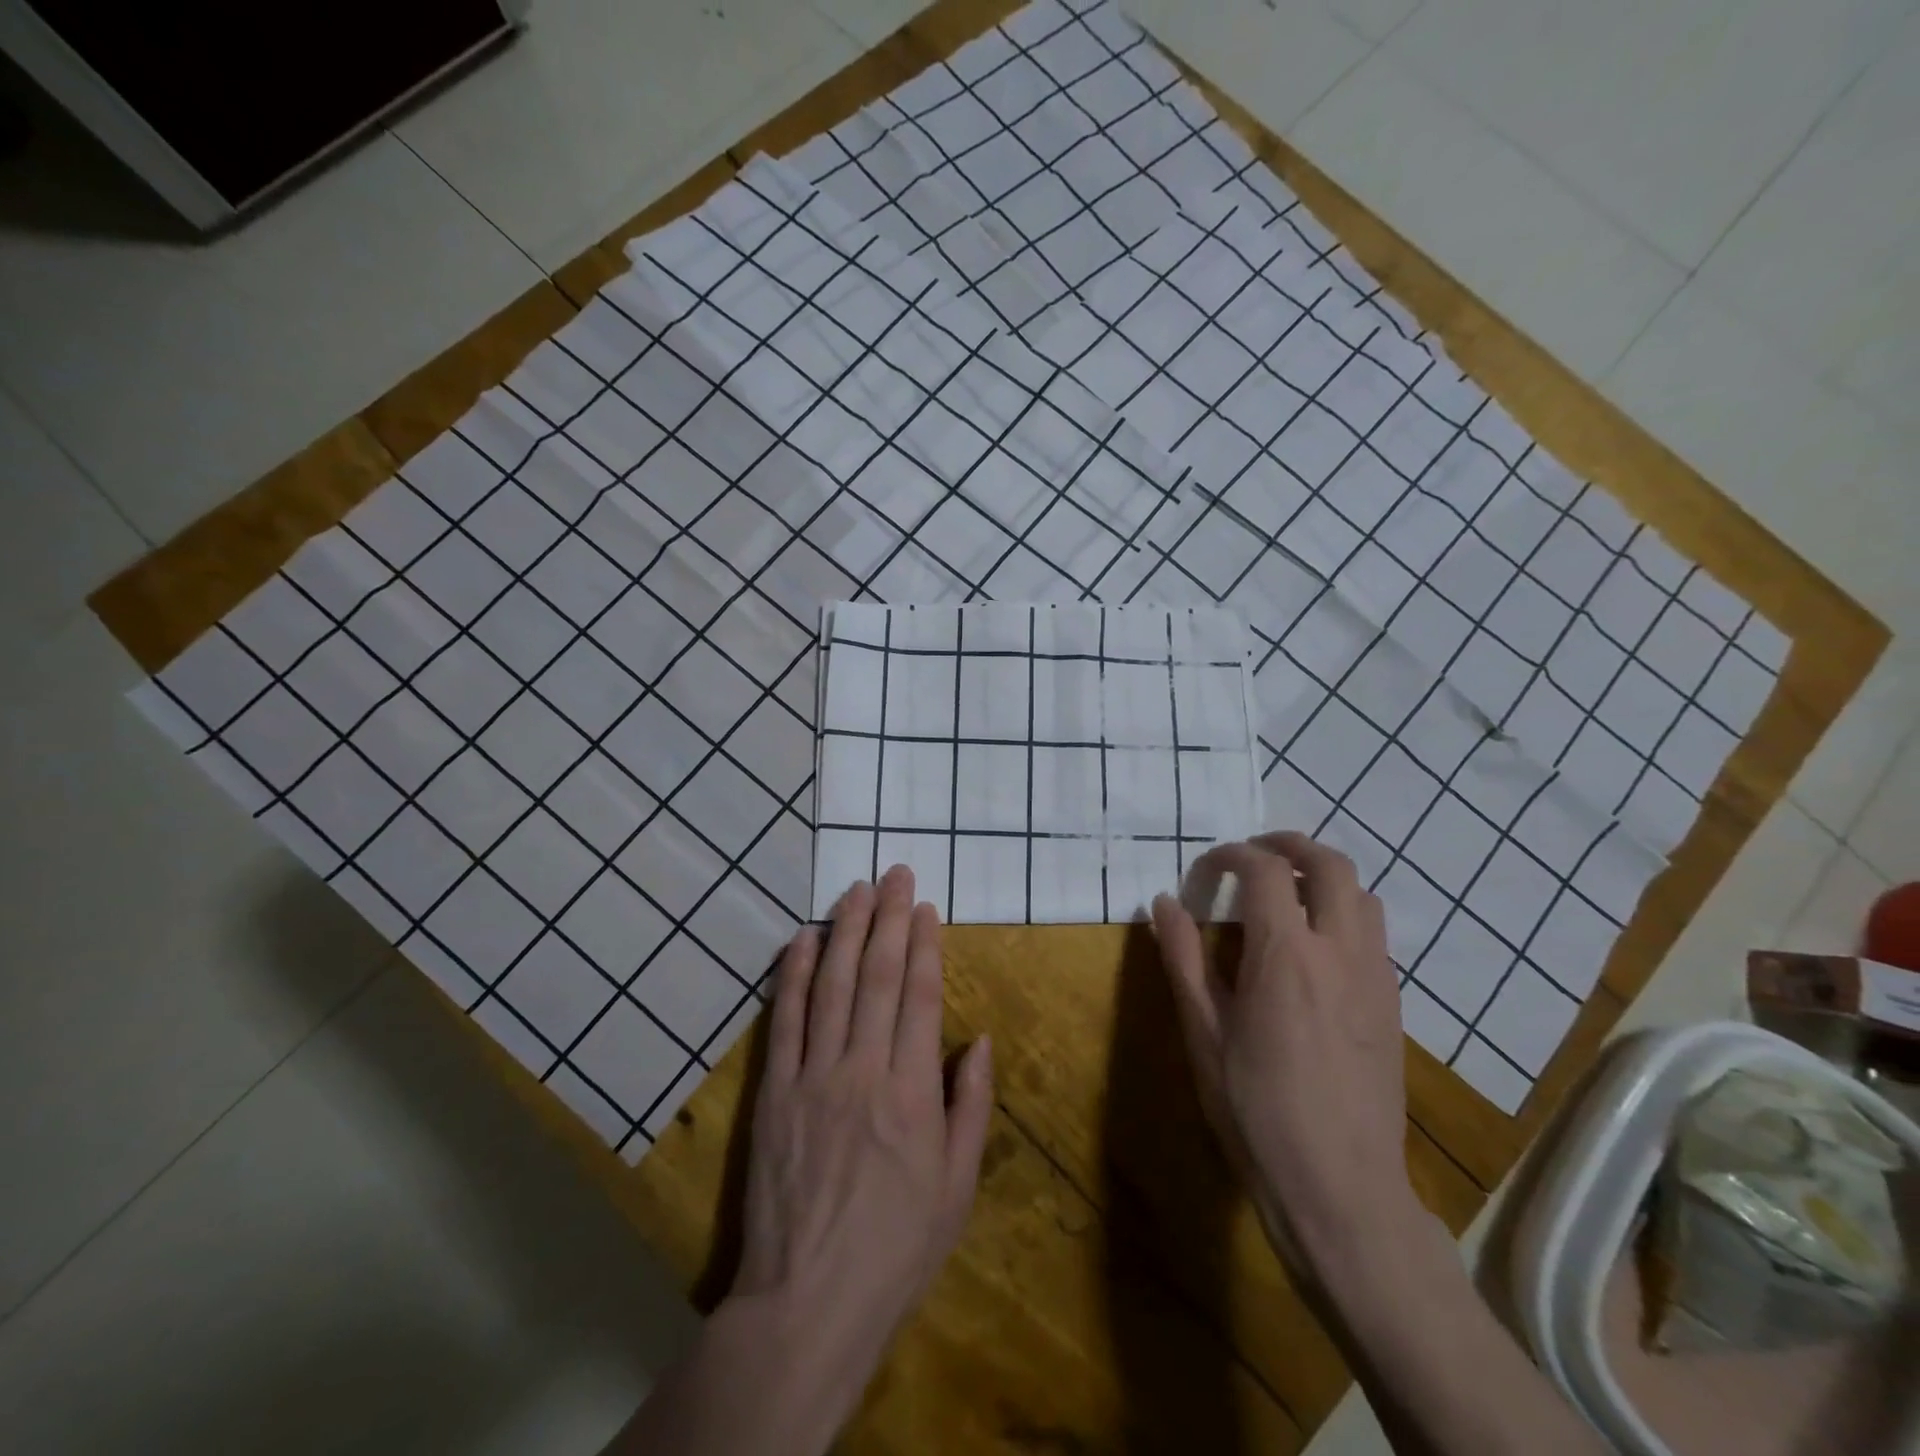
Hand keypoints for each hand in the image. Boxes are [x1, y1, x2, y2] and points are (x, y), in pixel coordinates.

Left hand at [727, 865, 992, 1425]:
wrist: (808, 1300)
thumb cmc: (897, 1246)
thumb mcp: (957, 1186)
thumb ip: (970, 1106)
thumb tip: (978, 1041)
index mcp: (912, 1092)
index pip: (920, 996)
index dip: (924, 944)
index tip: (925, 906)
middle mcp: (863, 1068)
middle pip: (877, 976)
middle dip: (888, 919)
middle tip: (893, 874)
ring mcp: (813, 1075)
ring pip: (831, 985)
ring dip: (844, 931)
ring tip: (855, 890)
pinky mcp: (774, 1090)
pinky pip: (784, 1020)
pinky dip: (792, 974)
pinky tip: (801, 939)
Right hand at [1151, 832, 1416, 1272]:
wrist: (1339, 1187)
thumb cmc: (1256, 1109)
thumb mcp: (1203, 1032)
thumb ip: (1183, 958)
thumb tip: (1163, 902)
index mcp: (1286, 955)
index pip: (1265, 870)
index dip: (1230, 855)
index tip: (1205, 869)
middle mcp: (1340, 951)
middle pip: (1330, 864)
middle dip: (1289, 844)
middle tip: (1253, 852)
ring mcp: (1375, 977)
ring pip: (1362, 894)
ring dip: (1323, 876)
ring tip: (1286, 892)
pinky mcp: (1391, 1004)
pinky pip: (1373, 933)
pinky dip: (1343, 912)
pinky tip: (1313, 946)